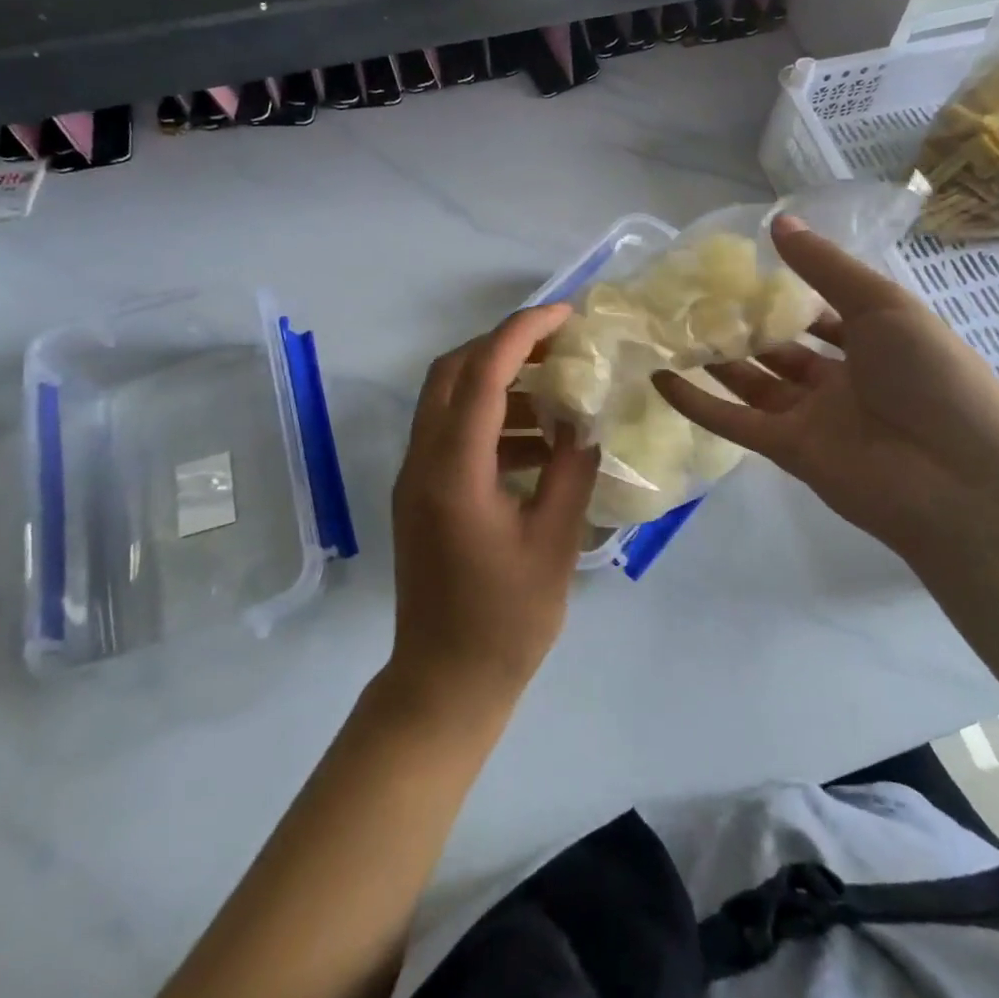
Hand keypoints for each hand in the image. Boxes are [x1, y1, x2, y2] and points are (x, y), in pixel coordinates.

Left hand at [389, 304, 599, 712]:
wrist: (444, 683)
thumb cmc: (505, 621)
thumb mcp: (554, 543)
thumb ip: (570, 472)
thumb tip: (583, 423)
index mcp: (454, 471)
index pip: (483, 375)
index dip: (522, 334)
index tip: (564, 314)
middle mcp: (423, 462)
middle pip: (452, 372)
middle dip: (503, 345)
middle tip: (557, 344)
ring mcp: (415, 477)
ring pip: (448, 400)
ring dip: (499, 383)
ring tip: (557, 394)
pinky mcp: (421, 494)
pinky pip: (452, 434)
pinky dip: (492, 421)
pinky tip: (538, 444)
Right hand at [654, 215, 998, 558]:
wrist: (957, 477)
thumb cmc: (930, 375)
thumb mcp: (881, 305)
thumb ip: (825, 267)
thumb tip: (777, 222)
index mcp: (873, 342)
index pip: (821, 313)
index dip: (785, 292)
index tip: (740, 269)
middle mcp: (840, 379)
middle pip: (780, 348)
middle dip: (742, 325)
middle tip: (692, 298)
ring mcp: (812, 417)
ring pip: (752, 382)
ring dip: (715, 360)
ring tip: (670, 330)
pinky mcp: (787, 451)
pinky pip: (735, 422)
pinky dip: (698, 404)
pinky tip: (661, 380)